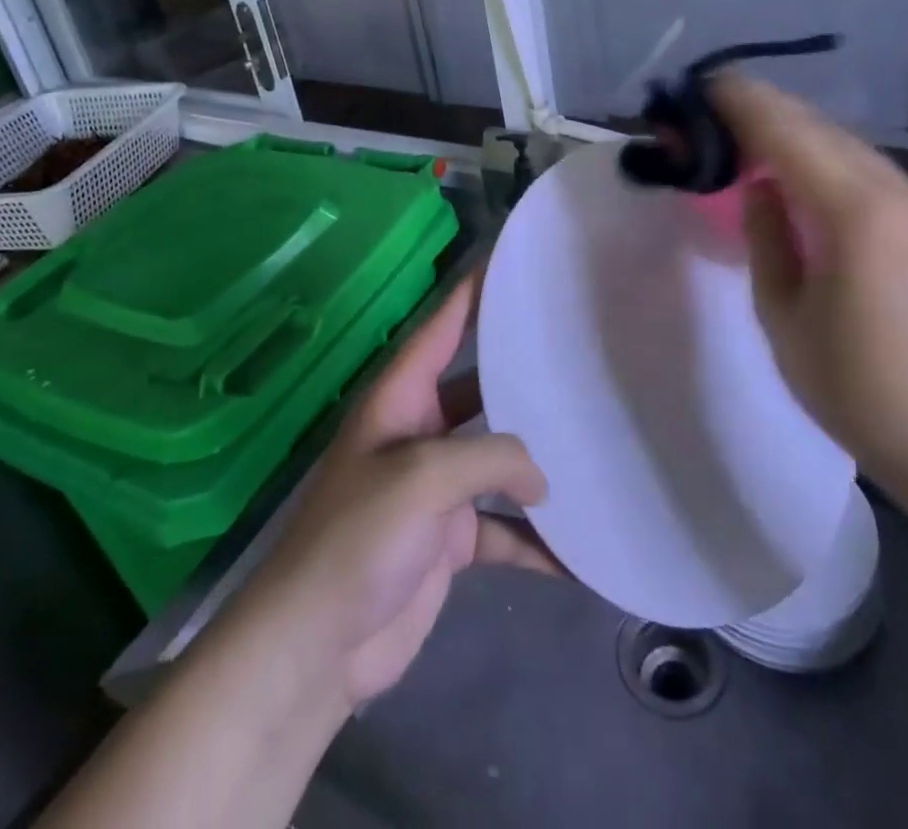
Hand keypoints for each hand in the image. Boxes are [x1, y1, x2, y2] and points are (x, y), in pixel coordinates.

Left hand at [229, 272, 552, 712]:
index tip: (511, 262)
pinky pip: (500, 528)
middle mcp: (419, 430)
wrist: (317, 644)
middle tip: (574, 353)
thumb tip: (540, 476)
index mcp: (400, 397)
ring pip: (495, 457)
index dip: (472, 292)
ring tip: (590, 442)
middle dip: (519, 374)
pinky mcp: (448, 537)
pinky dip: (532, 540)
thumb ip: (490, 458)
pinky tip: (576, 553)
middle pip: (477, 387)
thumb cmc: (359, 537)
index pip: (441, 327)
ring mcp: (434, 485)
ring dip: (534, 460)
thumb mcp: (423, 479)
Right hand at [710, 75, 907, 493]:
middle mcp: (901, 195)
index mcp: (857, 216)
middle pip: (823, 129)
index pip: (790, 134)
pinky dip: (828, 160)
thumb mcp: (783, 315)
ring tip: (751, 137)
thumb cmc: (856, 389)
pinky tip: (802, 176)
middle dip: (767, 111)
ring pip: (850, 147)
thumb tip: (762, 186)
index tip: (705, 88)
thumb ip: (767, 236)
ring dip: (798, 133)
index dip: (744, 104)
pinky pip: (871, 173)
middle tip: (717, 109)